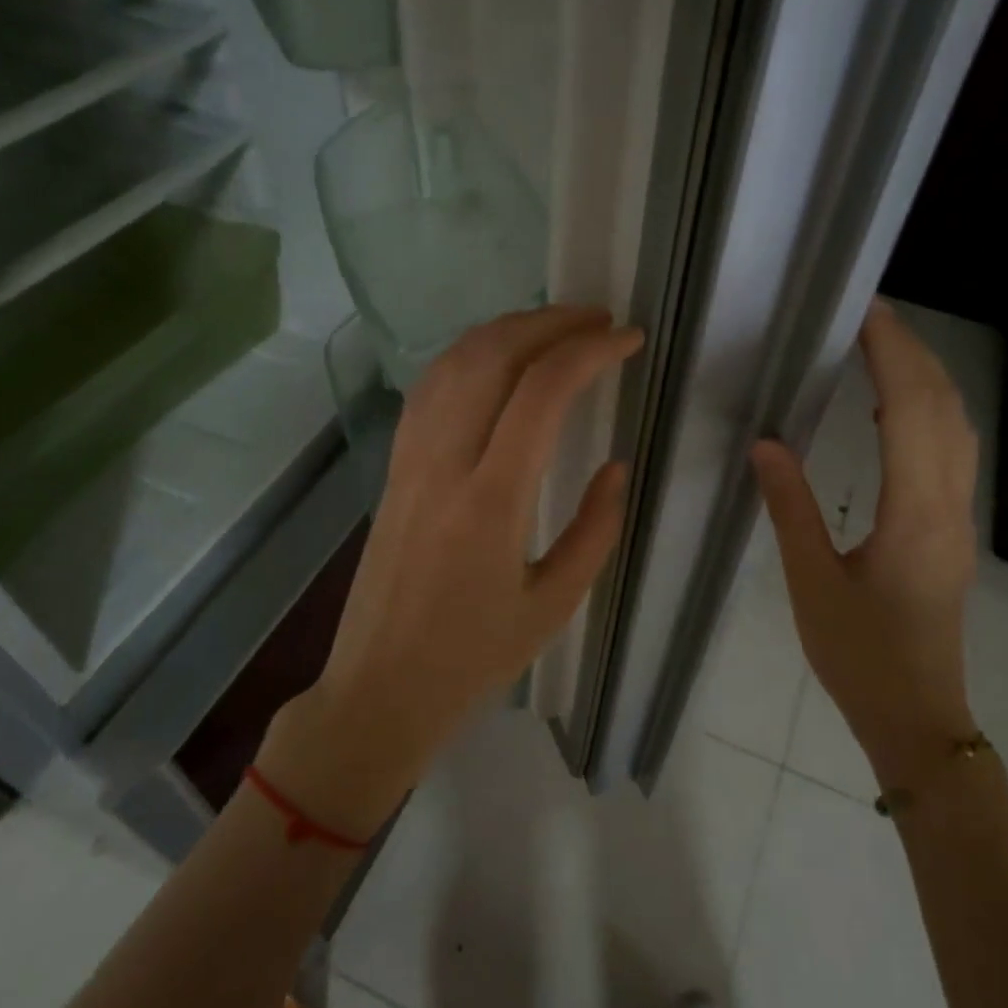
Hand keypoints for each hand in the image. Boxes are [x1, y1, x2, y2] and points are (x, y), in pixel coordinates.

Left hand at [256, 306, 642, 836]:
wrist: (380, 687)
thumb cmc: (472, 658)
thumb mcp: (554, 604)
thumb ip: (595, 529)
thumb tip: (616, 467)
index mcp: (491, 503)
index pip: (541, 393)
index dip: (589, 352)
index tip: (628, 339)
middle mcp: (443, 465)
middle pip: (491, 357)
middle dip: (549, 323)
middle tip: (596, 319)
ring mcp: (409, 461)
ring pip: (452, 363)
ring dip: (506, 330)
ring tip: (553, 327)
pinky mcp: (392, 468)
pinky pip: (428, 390)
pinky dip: (467, 356)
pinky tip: (494, 359)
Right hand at [750, 300, 979, 789]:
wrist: (917, 717)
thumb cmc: (860, 656)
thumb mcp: (812, 584)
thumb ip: (791, 508)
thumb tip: (766, 443)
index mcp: (915, 514)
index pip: (911, 411)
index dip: (892, 354)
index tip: (863, 312)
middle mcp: (948, 506)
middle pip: (945, 409)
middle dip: (912, 352)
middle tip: (867, 315)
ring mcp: (957, 520)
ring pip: (955, 430)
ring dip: (925, 380)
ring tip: (880, 348)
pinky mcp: (950, 533)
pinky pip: (949, 454)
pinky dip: (926, 414)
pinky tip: (893, 412)